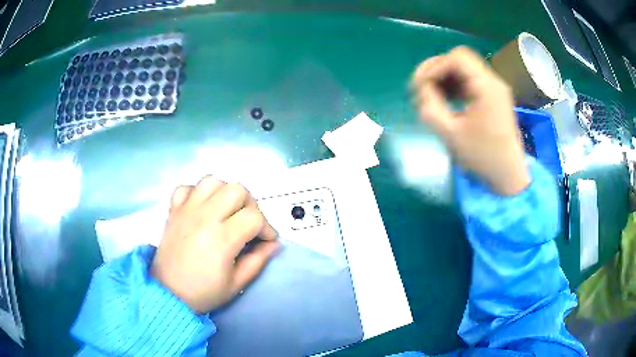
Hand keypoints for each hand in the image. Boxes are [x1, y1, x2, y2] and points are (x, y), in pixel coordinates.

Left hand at [151, 176, 279, 313]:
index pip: (254, 217)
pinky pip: (186, 187)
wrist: (168, 293)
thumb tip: (274, 244)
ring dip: (225, 193)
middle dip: (250, 205)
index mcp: (222, 239)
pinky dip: (197, 192)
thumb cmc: (203, 292)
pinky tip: (202, 208)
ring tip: (227, 211)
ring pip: (212, 181)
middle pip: (237, 190)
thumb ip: (258, 261)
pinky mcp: (174, 210)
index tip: (266, 240)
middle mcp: (204, 218)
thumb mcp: (237, 284)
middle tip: (248, 223)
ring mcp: (187, 211)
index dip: (267, 228)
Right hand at [410, 46, 529, 194]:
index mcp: (487, 87)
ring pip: (462, 68)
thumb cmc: (482, 157)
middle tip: (422, 89)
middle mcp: (492, 81)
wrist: (507, 174)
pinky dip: (453, 85)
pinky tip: (444, 99)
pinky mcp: (492, 96)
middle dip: (436, 70)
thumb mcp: (451, 135)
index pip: (456, 58)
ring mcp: (493, 88)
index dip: (434, 67)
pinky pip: (468, 80)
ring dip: (443, 77)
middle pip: (459, 59)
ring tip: (430, 96)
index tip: (421, 86)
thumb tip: (422, 89)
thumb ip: (431, 107)